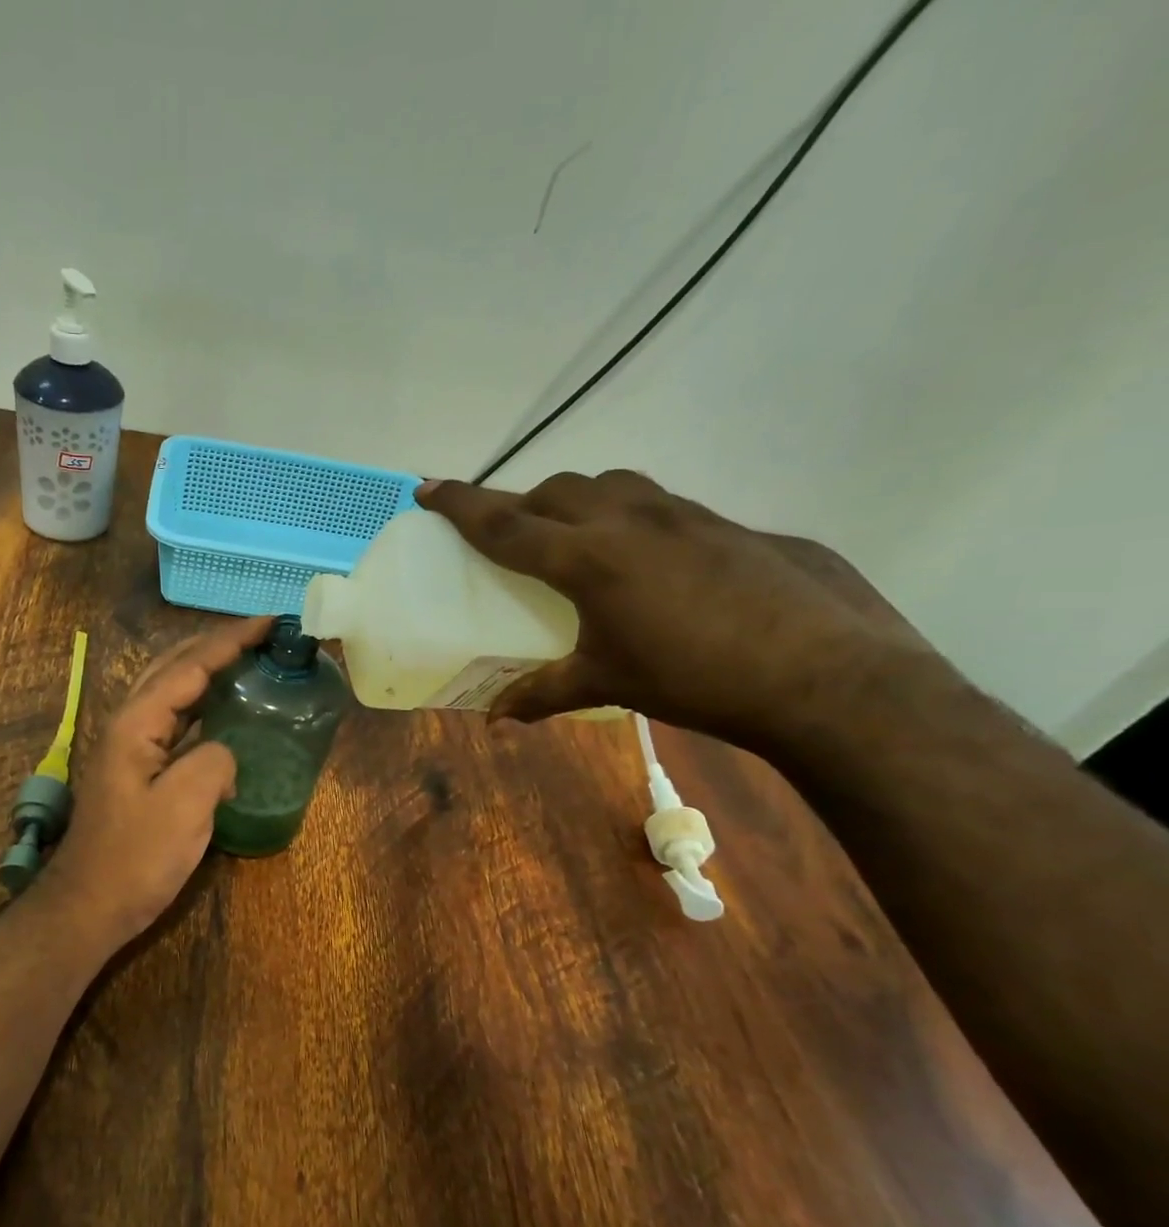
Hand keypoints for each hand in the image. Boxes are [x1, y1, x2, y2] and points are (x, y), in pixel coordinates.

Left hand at [36, 615, 273, 946]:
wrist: (90, 905)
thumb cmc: (135, 859)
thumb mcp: (183, 809)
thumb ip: (213, 762)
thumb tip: (224, 753)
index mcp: (137, 723)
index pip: (189, 666)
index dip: (230, 641)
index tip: (269, 621)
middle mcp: (129, 724)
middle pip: (173, 666)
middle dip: (216, 644)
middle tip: (261, 633)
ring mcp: (130, 747)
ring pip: (171, 690)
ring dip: (207, 668)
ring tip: (246, 658)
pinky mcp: (138, 770)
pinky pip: (173, 720)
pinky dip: (201, 703)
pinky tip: (221, 711)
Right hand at [419, 472, 942, 747]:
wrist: (823, 673)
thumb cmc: (694, 678)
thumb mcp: (608, 684)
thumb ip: (544, 693)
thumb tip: (495, 719)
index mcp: (588, 558)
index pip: (506, 523)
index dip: (461, 505)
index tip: (427, 487)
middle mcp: (629, 520)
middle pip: (555, 490)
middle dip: (521, 502)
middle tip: (508, 533)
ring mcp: (684, 514)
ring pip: (610, 484)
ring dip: (577, 499)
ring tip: (573, 535)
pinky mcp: (726, 523)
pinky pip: (656, 503)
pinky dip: (627, 515)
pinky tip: (644, 559)